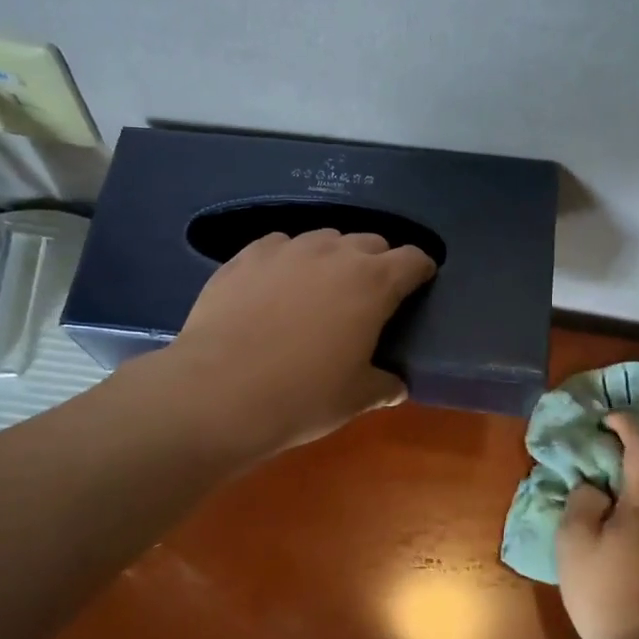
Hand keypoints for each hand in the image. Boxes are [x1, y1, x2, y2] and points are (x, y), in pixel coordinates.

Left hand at [166, 229, 436, 457]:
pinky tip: (277, 286)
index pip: (413, 259)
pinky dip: (289, 260)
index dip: (421, 270)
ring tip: (321, 287)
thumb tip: (395, 386)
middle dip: (378, 262)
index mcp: (373, 283)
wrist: (218, 392)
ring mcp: (287, 249)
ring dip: (333, 258)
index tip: (419, 284)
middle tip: (370, 294)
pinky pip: (280, 246)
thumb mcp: (355, 399)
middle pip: (370, 242)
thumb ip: (384, 386)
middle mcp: (334, 253)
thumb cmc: (302, 397)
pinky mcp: (247, 255)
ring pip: (324, 239)